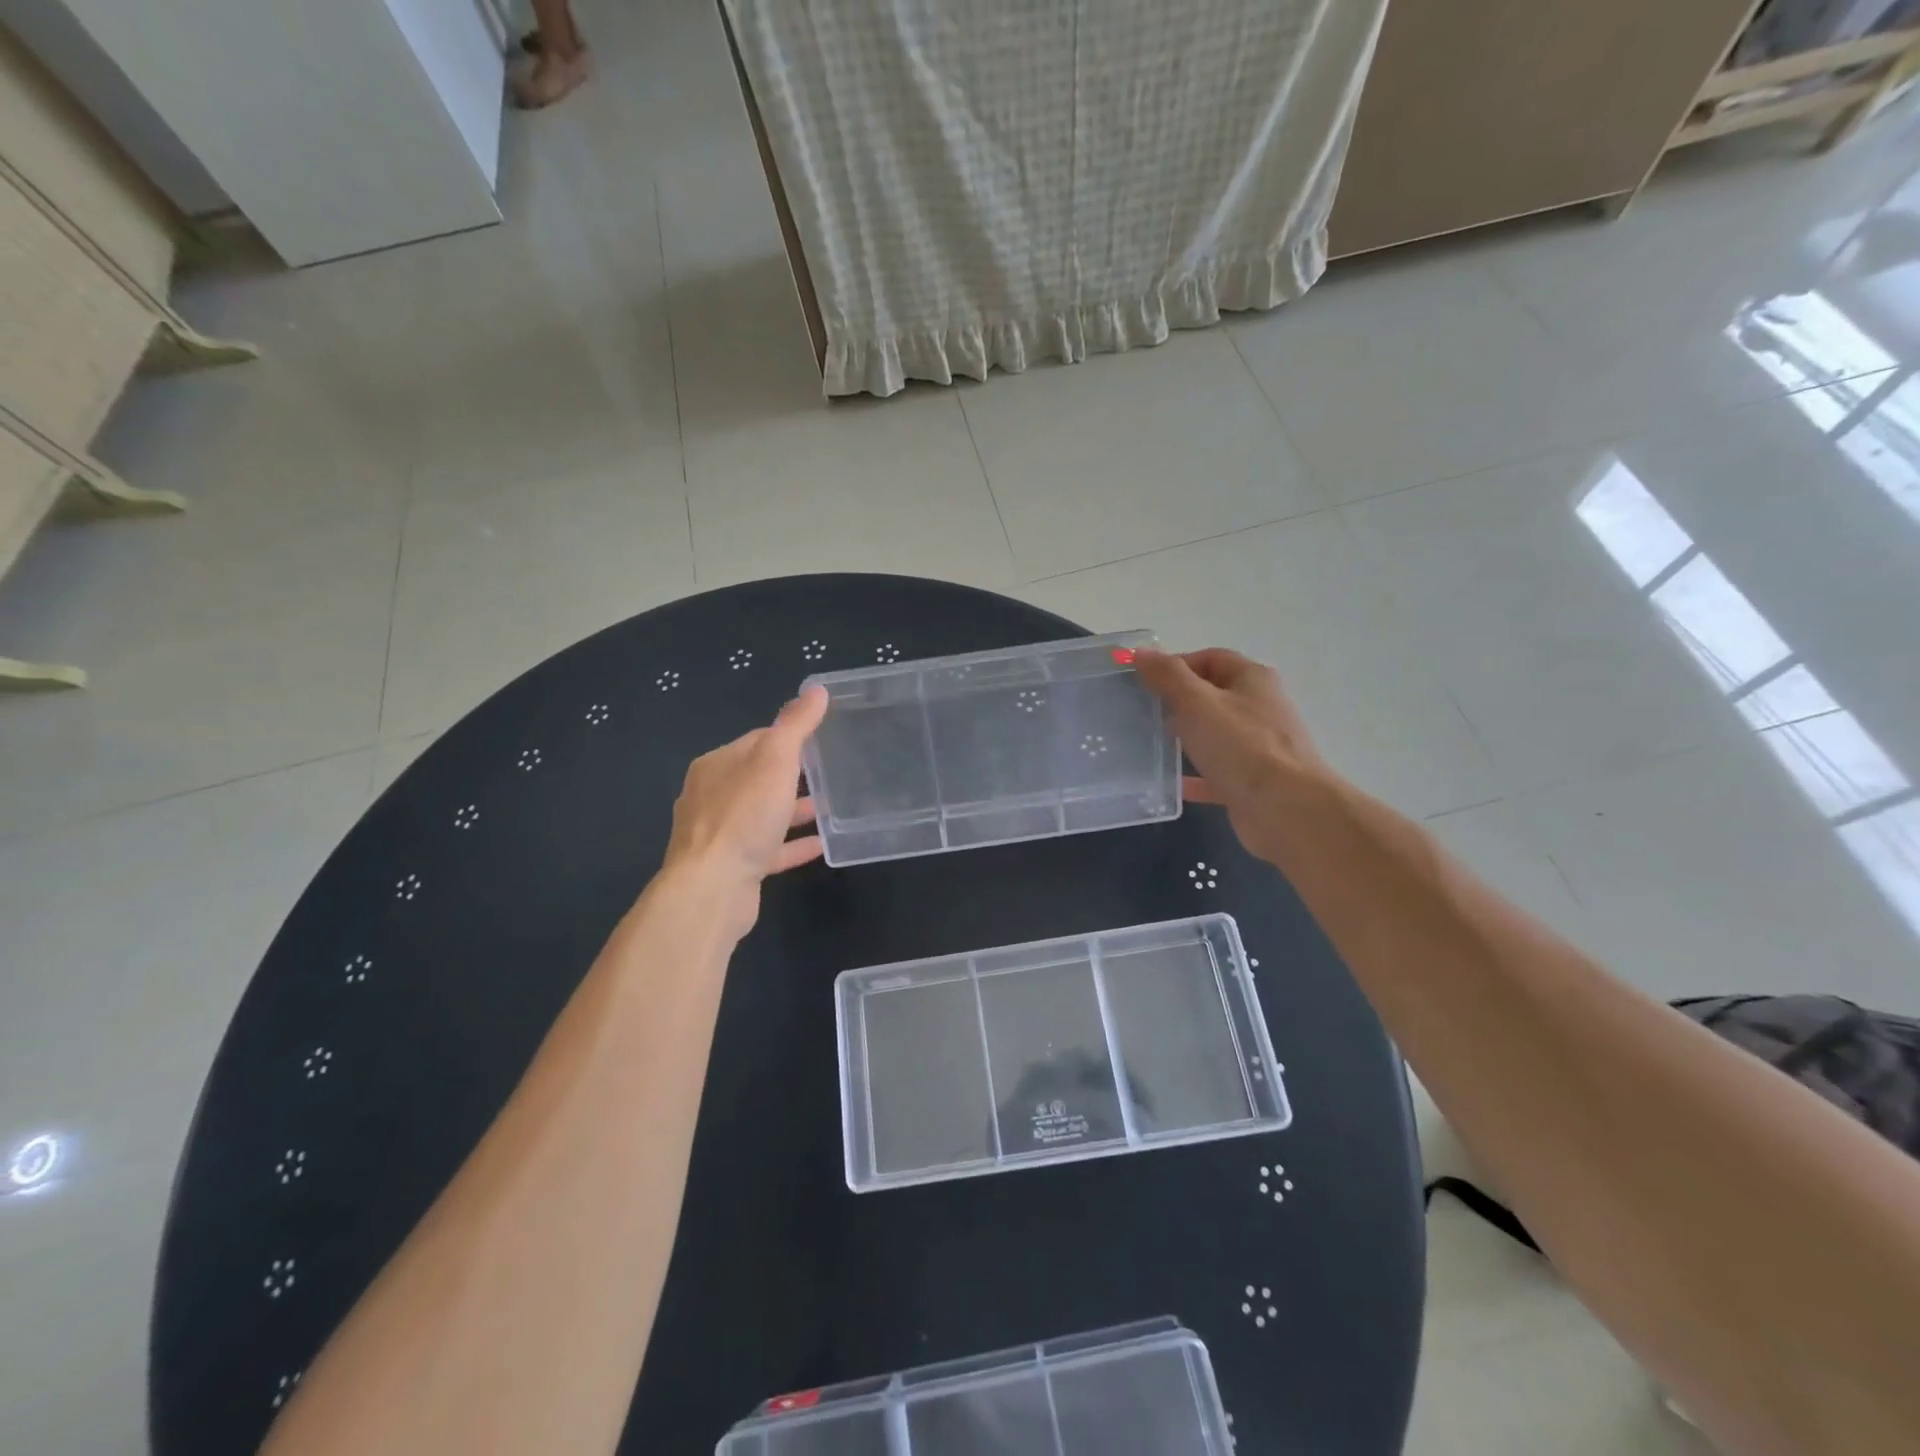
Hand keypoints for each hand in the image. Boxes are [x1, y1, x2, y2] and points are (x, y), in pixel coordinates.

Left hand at [662, 686, 828, 924]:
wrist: (713, 888)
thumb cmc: (744, 815)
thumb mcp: (775, 759)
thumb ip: (796, 725)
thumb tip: (816, 690)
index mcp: (716, 766)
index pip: (757, 741)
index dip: (788, 737)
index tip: (821, 739)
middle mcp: (711, 797)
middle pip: (758, 778)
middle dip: (791, 774)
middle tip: (830, 772)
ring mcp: (720, 835)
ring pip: (762, 815)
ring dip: (793, 810)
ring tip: (829, 808)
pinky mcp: (733, 867)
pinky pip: (769, 849)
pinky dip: (792, 845)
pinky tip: (821, 845)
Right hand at [1133, 647, 1328, 856]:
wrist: (1286, 810)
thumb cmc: (1241, 746)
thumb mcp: (1196, 702)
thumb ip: (1167, 676)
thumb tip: (1140, 652)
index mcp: (1252, 679)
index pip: (1210, 658)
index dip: (1176, 664)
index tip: (1144, 681)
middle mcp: (1259, 708)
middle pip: (1212, 695)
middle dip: (1177, 701)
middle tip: (1143, 713)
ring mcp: (1258, 747)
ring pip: (1214, 734)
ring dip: (1186, 737)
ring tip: (1151, 744)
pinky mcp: (1252, 781)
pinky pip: (1217, 772)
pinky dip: (1194, 776)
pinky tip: (1170, 783)